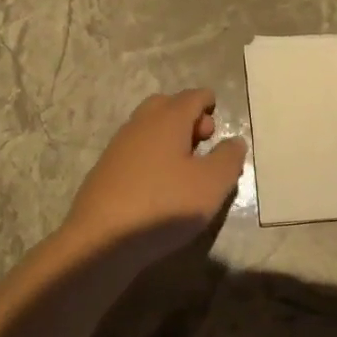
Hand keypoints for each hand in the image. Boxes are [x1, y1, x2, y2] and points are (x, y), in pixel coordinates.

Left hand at [62, 89, 247, 259]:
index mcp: (167, 119)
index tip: (218, 119)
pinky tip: (160, 185)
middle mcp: (140, 125)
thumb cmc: (165, 205)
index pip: (192, 96)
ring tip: (186, 168)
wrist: (101, 240)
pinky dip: (153, 157)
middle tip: (204, 142)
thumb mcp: (212, 184)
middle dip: (187, 117)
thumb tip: (234, 141)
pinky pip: (135, 152)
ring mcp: (118, 148)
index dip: (208, 103)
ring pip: (148, 129)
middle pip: (166, 106)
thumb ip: (228, 158)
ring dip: (169, 138)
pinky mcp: (105, 172)